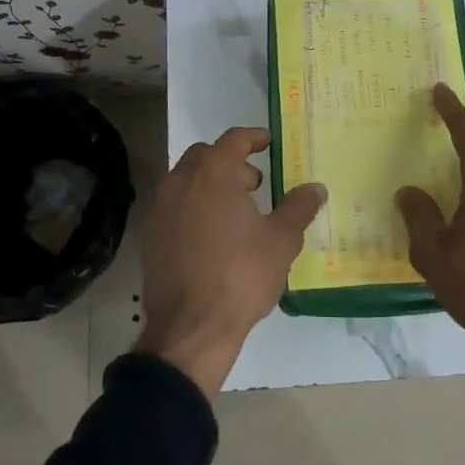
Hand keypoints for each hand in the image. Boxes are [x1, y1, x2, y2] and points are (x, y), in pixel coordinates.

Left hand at [136, 127, 325, 396]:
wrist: (191, 326)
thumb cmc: (241, 275)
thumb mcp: (281, 240)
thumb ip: (299, 207)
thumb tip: (315, 188)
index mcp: (213, 173)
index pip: (234, 140)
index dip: (254, 138)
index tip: (269, 142)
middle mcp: (180, 181)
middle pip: (205, 156)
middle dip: (230, 162)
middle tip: (254, 183)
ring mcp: (159, 208)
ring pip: (185, 180)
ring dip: (209, 184)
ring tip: (235, 211)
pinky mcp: (149, 234)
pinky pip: (173, 206)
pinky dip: (192, 206)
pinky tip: (211, 234)